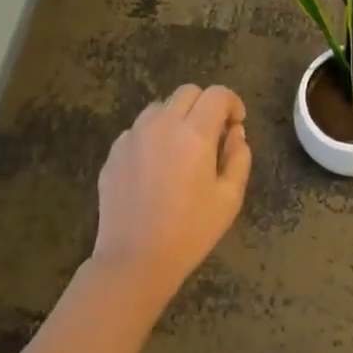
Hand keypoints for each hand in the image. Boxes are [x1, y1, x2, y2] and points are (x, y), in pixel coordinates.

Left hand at [91, 85, 250, 305]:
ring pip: (159, 108)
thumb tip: (235, 133)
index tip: (236, 123)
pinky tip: (155, 168)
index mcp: (195, 133)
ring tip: (181, 148)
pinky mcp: (114, 152)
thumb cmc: (190, 231)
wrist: (135, 259)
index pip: (217, 94)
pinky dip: (152, 137)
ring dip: (176, 118)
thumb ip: (238, 158)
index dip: (232, 103)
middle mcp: (162, 124)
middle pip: (187, 92)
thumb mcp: (229, 198)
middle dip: (205, 105)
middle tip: (212, 134)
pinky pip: (138, 130)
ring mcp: (133, 136)